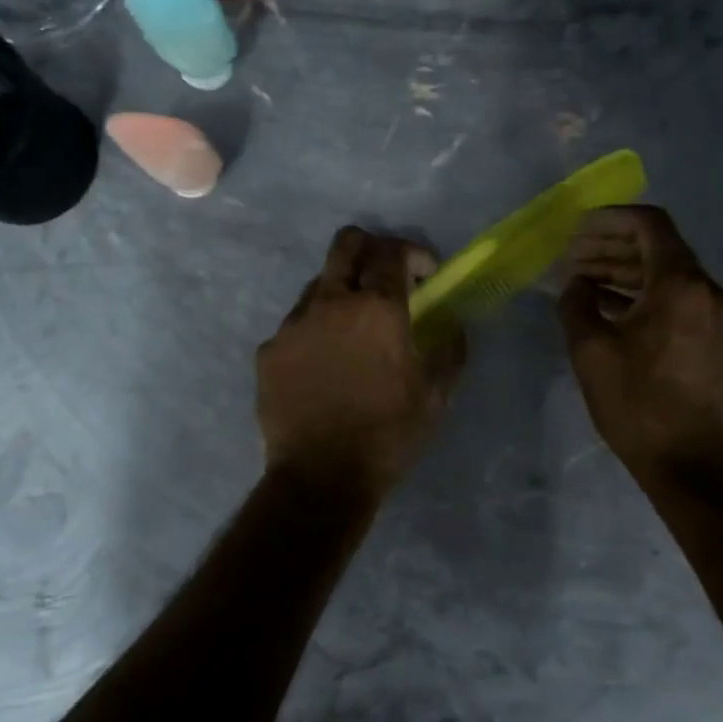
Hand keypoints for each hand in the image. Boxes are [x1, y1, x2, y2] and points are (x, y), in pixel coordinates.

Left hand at [258, 226, 465, 500]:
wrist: (321, 478)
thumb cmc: (388, 435)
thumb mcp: (436, 396)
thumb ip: (450, 350)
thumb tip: (452, 325)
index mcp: (377, 309)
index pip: (392, 250)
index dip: (413, 253)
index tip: (425, 275)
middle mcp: (331, 303)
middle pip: (346, 244)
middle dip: (371, 248)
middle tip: (386, 278)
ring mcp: (294, 324)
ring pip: (319, 284)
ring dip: (342, 293)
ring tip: (353, 331)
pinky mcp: (269, 350)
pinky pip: (296, 324)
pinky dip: (316, 330)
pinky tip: (324, 365)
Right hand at [559, 206, 722, 489]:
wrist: (690, 463)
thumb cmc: (638, 403)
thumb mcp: (591, 350)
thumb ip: (577, 303)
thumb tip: (576, 283)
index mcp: (680, 284)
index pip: (649, 224)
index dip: (610, 218)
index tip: (577, 228)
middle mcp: (705, 290)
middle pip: (657, 247)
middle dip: (611, 246)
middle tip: (571, 258)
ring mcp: (714, 315)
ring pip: (665, 274)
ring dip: (623, 272)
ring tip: (581, 282)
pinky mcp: (713, 339)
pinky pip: (675, 300)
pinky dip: (641, 295)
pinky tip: (608, 308)